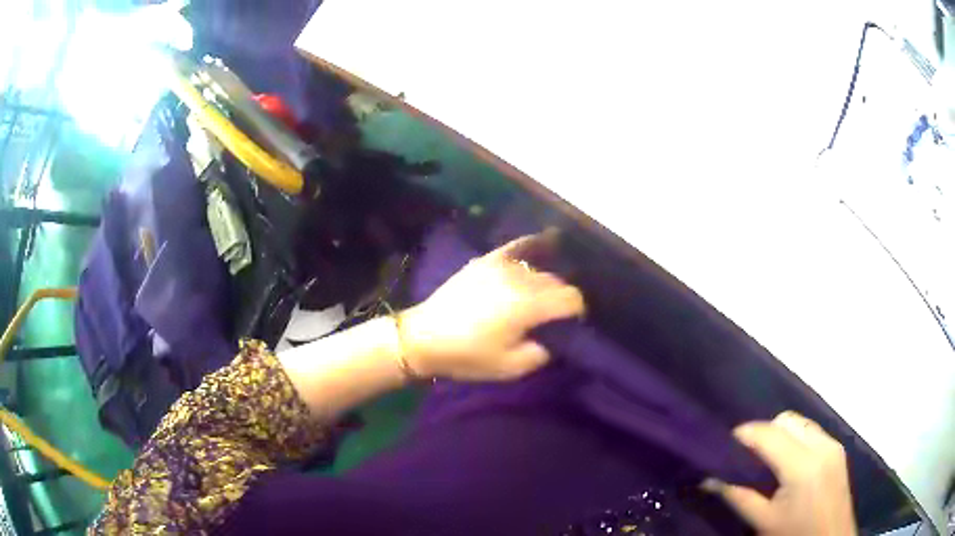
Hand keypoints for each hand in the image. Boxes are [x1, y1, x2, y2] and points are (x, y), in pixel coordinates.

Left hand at [398, 231, 585, 380]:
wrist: (424, 338)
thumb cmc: (468, 356)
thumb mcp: (511, 367)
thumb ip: (543, 352)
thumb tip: (555, 338)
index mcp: (528, 305)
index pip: (571, 298)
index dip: (577, 312)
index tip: (571, 325)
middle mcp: (520, 278)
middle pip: (557, 282)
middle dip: (561, 298)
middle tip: (553, 316)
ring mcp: (502, 264)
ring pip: (540, 268)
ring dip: (547, 282)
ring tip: (541, 297)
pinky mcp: (487, 259)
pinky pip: (519, 245)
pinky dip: (535, 245)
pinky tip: (546, 242)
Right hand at [707, 411, 856, 535]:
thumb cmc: (795, 535)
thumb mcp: (763, 521)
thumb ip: (737, 497)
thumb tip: (707, 480)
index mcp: (803, 465)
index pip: (769, 434)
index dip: (744, 433)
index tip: (723, 443)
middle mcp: (821, 445)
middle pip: (786, 420)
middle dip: (763, 431)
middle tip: (745, 456)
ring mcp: (833, 444)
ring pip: (800, 422)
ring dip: (780, 433)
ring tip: (766, 459)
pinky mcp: (838, 449)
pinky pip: (812, 431)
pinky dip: (795, 438)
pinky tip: (788, 462)